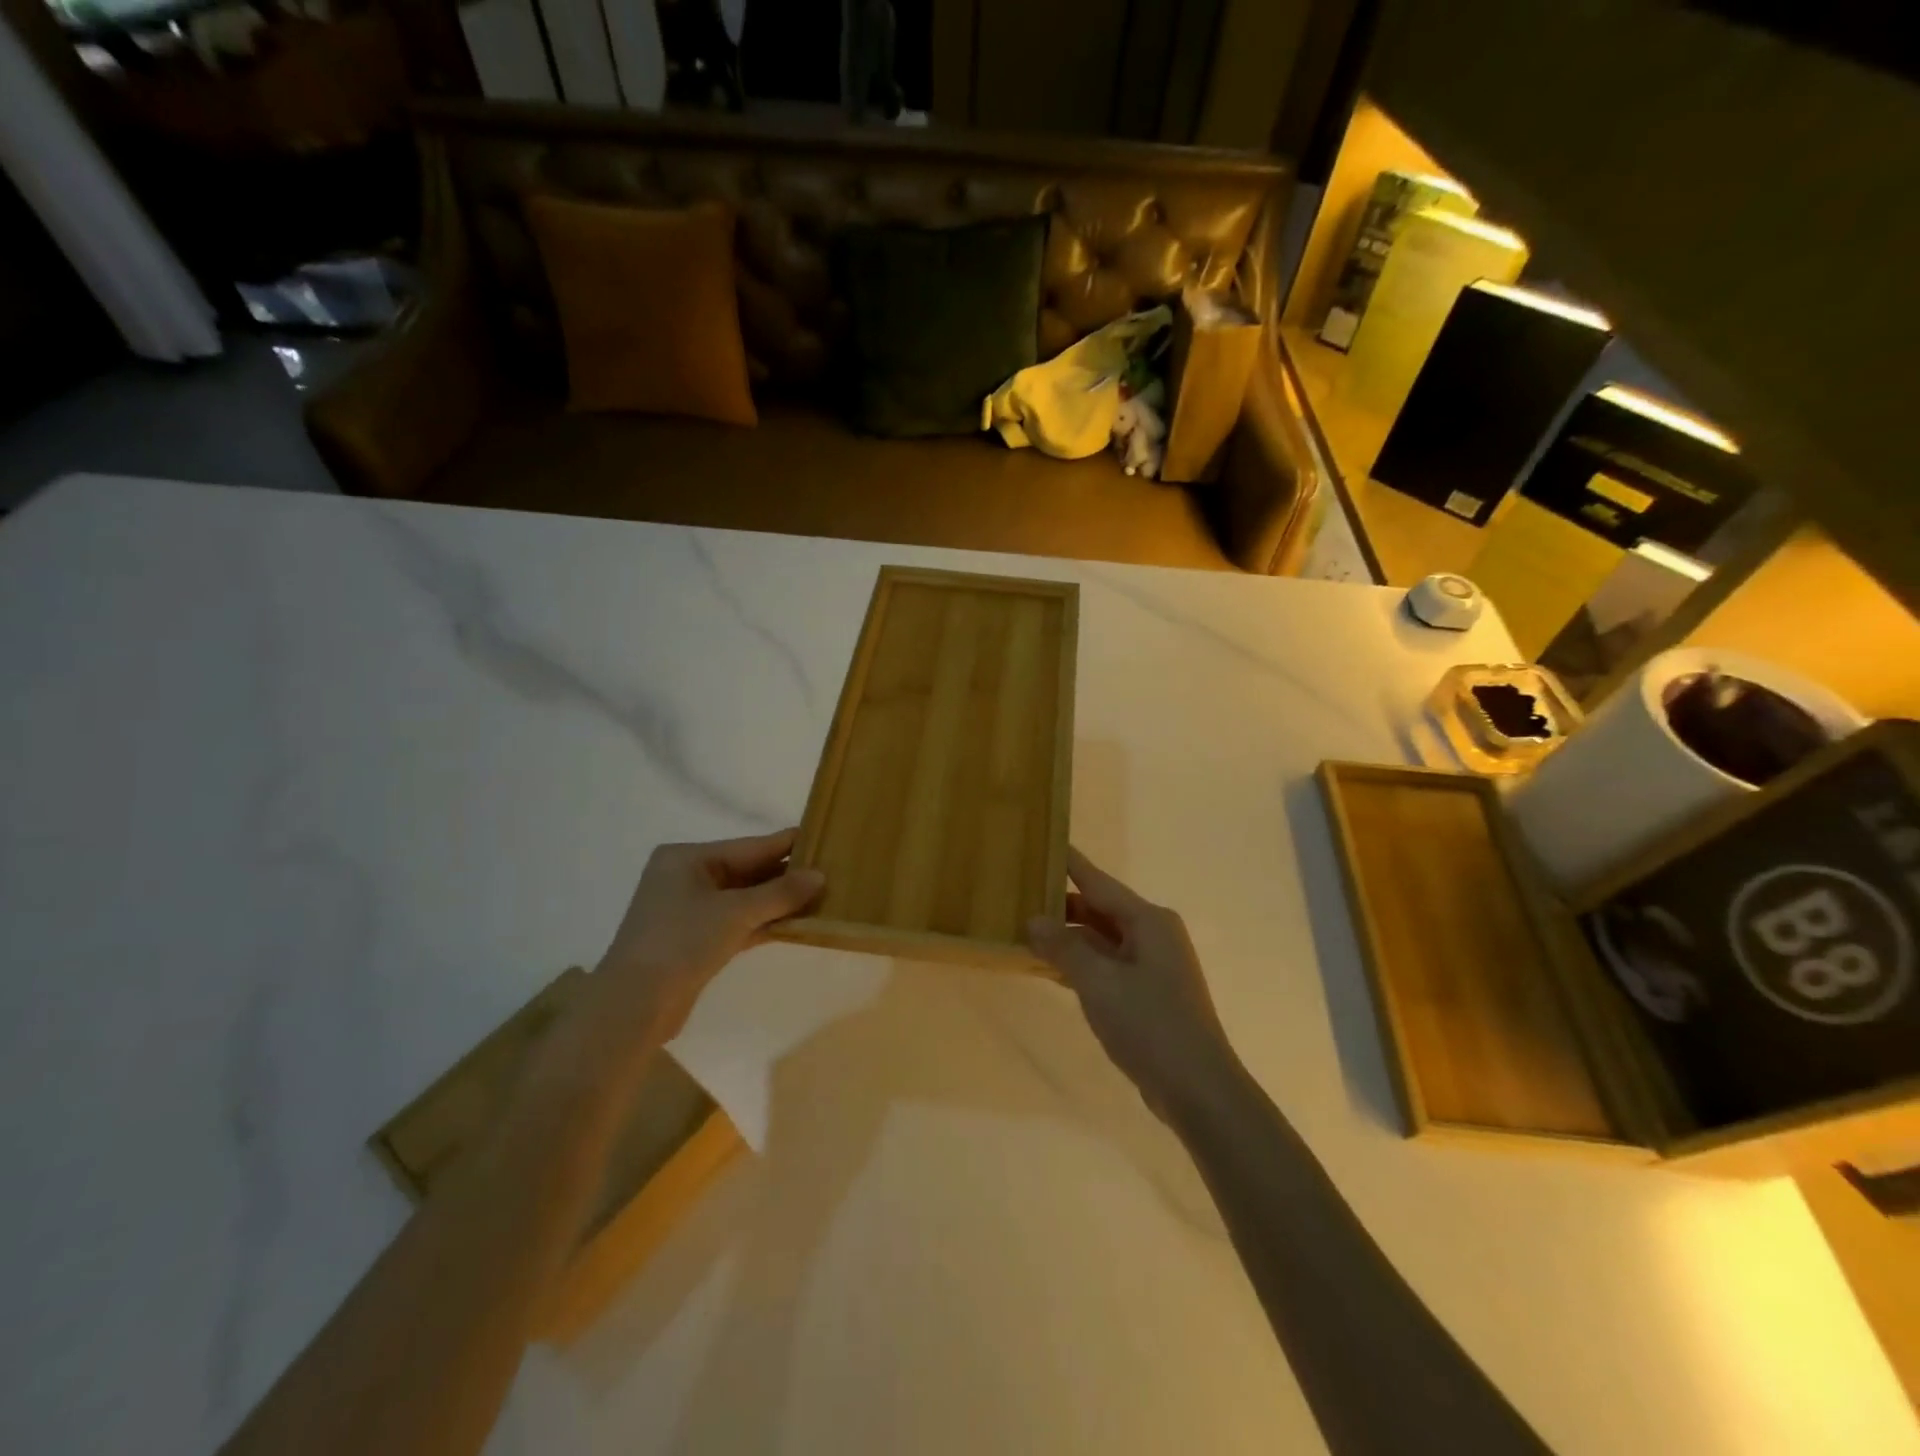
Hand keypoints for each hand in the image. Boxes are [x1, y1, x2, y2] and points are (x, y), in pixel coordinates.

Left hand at [590, 828, 824, 1042]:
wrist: (634, 1006)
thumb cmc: (681, 941)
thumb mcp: (735, 912)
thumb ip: (780, 893)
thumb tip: (820, 876)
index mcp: (687, 858)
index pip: (749, 846)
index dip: (786, 844)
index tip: (822, 838)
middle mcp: (686, 878)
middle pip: (747, 871)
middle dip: (785, 875)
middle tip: (830, 871)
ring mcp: (690, 911)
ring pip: (744, 899)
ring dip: (778, 902)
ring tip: (822, 896)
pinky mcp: (695, 941)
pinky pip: (738, 923)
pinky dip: (764, 923)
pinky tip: (797, 924)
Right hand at [1026, 847, 1240, 1124]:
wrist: (1198, 1090)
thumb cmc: (1150, 1025)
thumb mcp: (1099, 983)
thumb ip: (1064, 947)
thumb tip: (1033, 919)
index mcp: (1148, 921)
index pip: (1098, 881)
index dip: (1069, 863)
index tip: (1042, 842)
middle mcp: (1153, 935)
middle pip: (1099, 909)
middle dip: (1060, 905)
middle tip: (1017, 894)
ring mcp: (1152, 966)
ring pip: (1101, 939)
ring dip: (1067, 937)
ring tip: (1024, 929)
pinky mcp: (1147, 994)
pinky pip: (1106, 965)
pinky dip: (1079, 963)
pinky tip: (1049, 968)